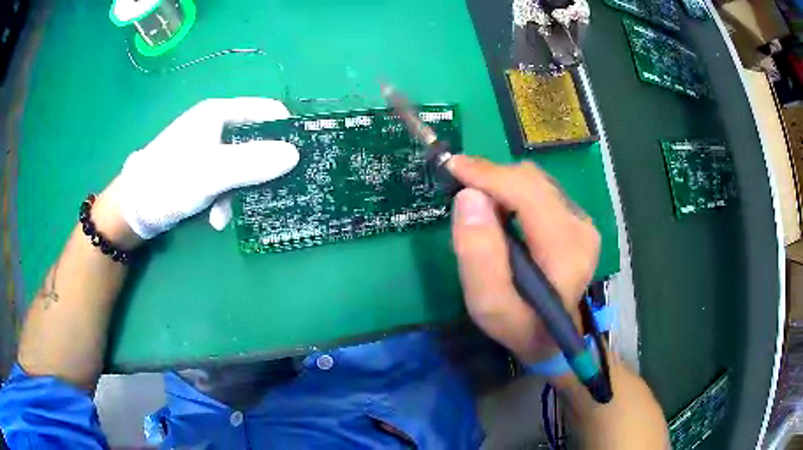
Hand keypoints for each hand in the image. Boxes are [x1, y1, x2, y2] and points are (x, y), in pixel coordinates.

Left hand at [113, 98, 298, 242]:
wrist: (133, 210)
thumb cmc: (170, 181)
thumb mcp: (212, 173)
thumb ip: (252, 162)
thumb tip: (295, 155)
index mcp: (219, 114)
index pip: (266, 111)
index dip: (287, 130)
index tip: (301, 157)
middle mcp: (215, 126)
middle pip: (256, 141)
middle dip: (261, 170)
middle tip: (272, 192)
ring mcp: (207, 149)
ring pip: (242, 165)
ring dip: (240, 192)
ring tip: (227, 215)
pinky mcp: (201, 170)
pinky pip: (226, 180)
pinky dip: (225, 200)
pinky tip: (216, 219)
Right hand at [448, 156, 599, 363]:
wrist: (552, 337)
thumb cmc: (520, 326)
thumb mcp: (490, 306)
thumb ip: (478, 256)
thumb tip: (468, 197)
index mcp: (565, 248)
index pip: (527, 191)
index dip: (488, 174)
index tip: (453, 167)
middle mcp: (580, 226)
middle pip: (531, 179)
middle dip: (491, 178)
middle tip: (460, 191)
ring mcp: (582, 221)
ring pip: (535, 181)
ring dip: (501, 184)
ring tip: (479, 205)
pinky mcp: (577, 221)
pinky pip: (540, 190)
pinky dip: (513, 192)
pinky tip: (500, 211)